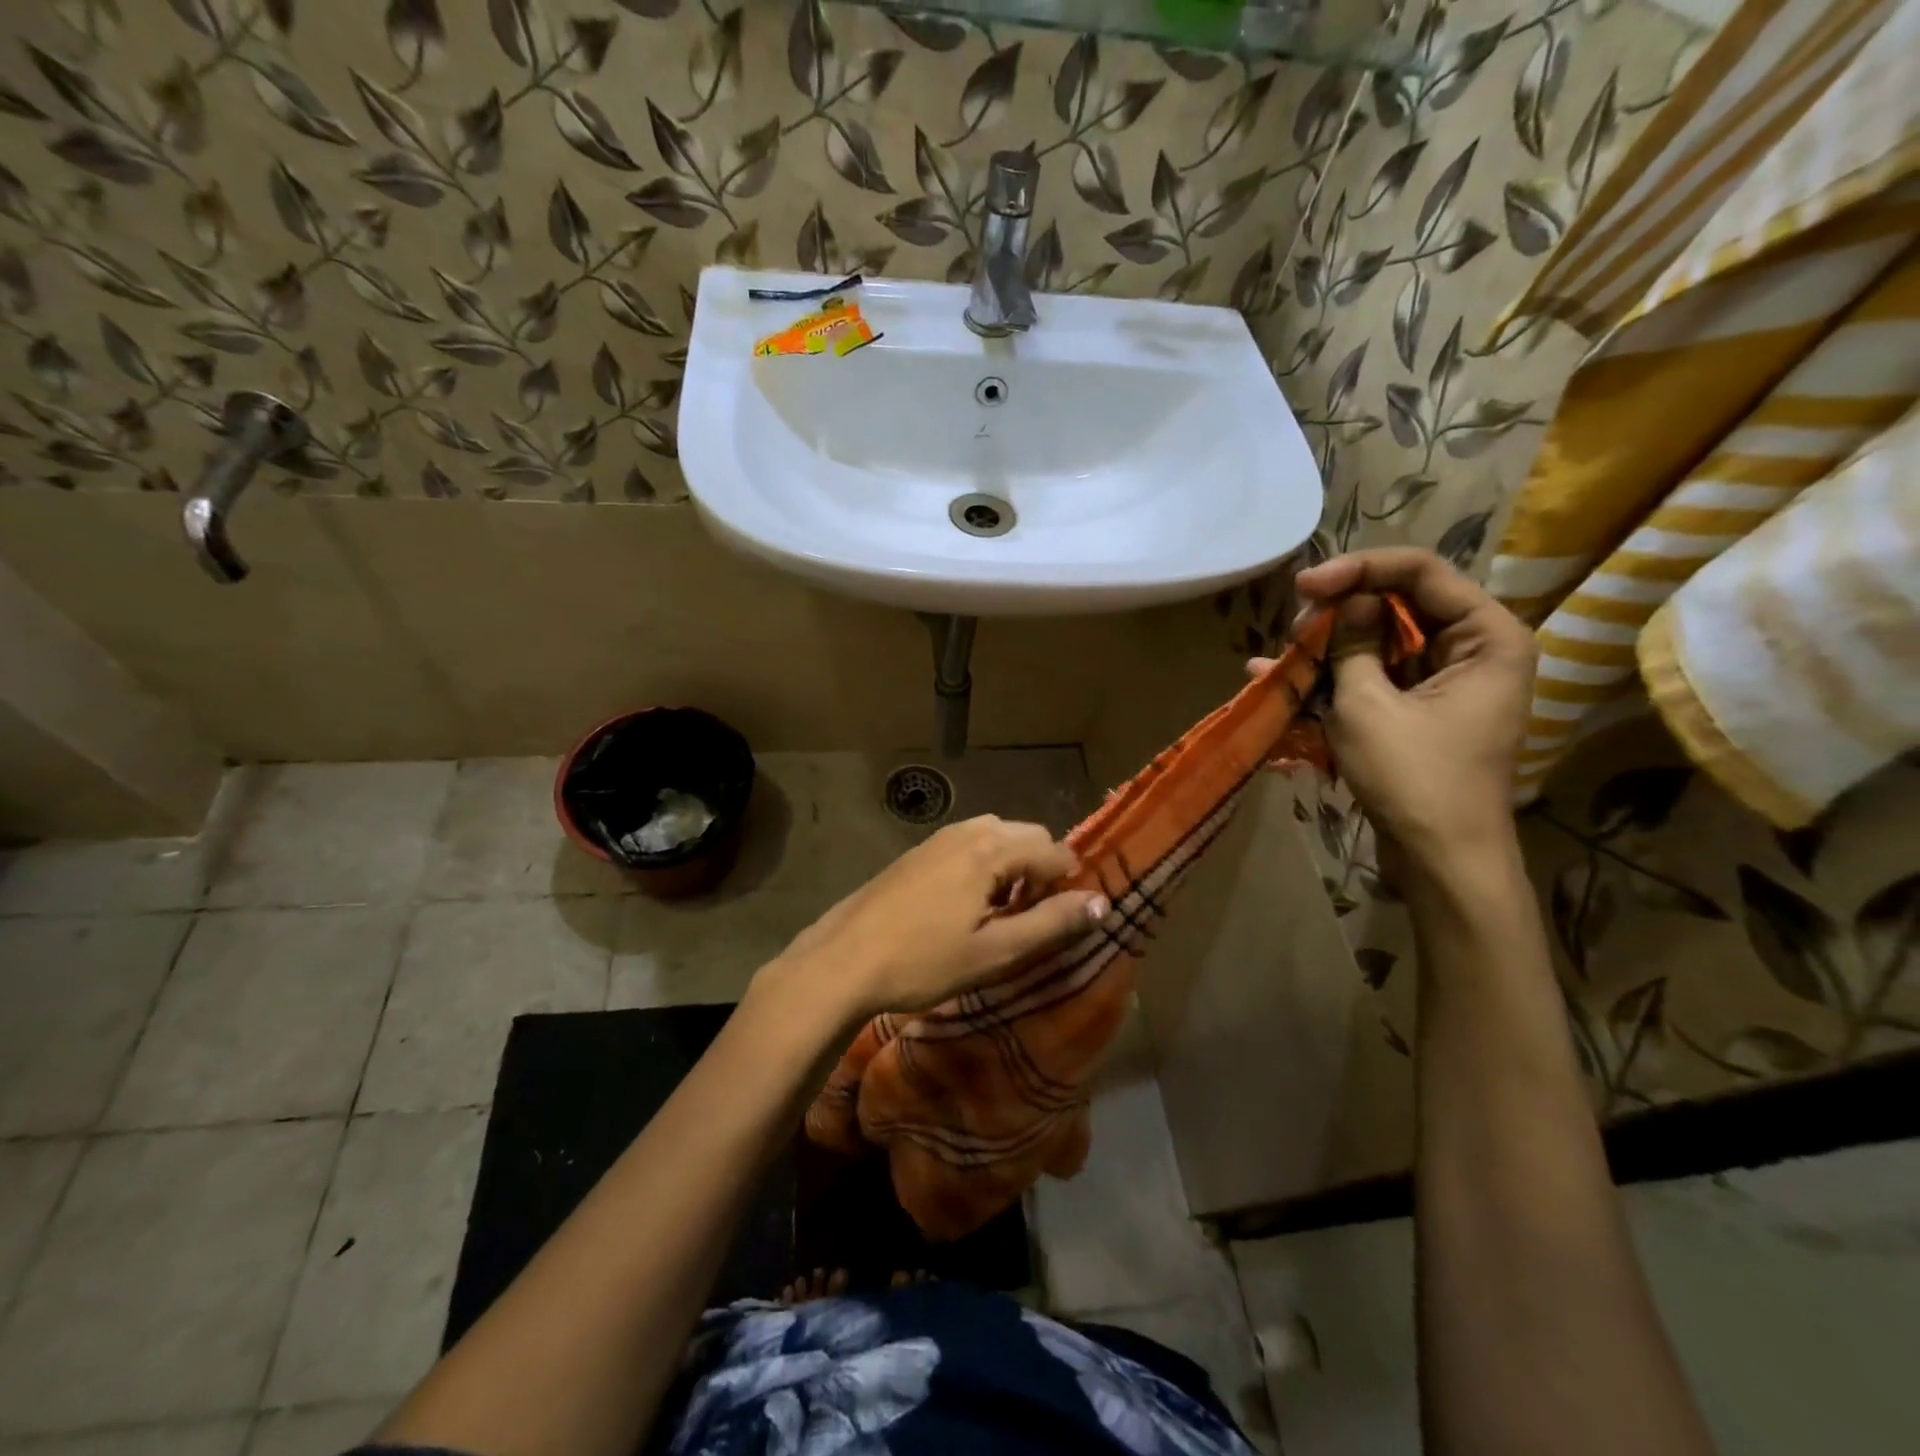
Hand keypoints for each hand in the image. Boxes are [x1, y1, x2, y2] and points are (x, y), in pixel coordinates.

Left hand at [769, 816, 1107, 1024]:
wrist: (843, 960)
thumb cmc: (922, 961)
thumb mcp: (994, 952)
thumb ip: (1051, 924)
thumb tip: (1102, 904)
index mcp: (990, 849)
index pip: (1055, 851)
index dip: (1068, 886)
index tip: (1057, 923)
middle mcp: (968, 831)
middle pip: (1028, 836)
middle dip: (1042, 871)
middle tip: (1030, 919)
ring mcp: (939, 837)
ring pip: (998, 837)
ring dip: (1014, 867)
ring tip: (1001, 913)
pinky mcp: (919, 851)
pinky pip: (970, 843)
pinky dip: (986, 865)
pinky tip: (967, 905)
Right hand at [1252, 548, 1535, 876]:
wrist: (1440, 859)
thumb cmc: (1415, 778)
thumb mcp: (1369, 705)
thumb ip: (1354, 645)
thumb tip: (1350, 603)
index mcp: (1487, 636)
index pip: (1421, 572)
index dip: (1359, 569)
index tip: (1305, 585)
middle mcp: (1473, 649)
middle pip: (1400, 604)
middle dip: (1342, 611)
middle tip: (1295, 626)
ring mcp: (1444, 682)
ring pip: (1381, 642)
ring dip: (1330, 646)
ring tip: (1280, 655)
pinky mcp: (1418, 710)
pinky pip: (1374, 677)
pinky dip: (1334, 677)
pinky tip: (1280, 678)